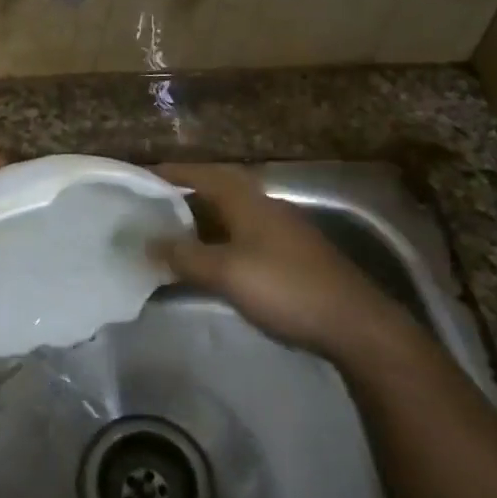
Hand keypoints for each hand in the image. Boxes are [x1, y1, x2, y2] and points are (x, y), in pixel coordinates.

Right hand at [150, 163, 410, 359]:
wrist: (354, 324)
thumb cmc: (285, 288)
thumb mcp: (226, 272)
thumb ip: (185, 256)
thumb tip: (148, 242)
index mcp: (248, 201)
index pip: (203, 174)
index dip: (172, 173)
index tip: (141, 176)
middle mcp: (265, 207)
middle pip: (218, 191)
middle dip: (184, 195)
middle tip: (151, 206)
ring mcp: (282, 231)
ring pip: (232, 216)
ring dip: (202, 220)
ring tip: (171, 234)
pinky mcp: (292, 256)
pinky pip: (244, 237)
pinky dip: (219, 241)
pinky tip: (209, 262)